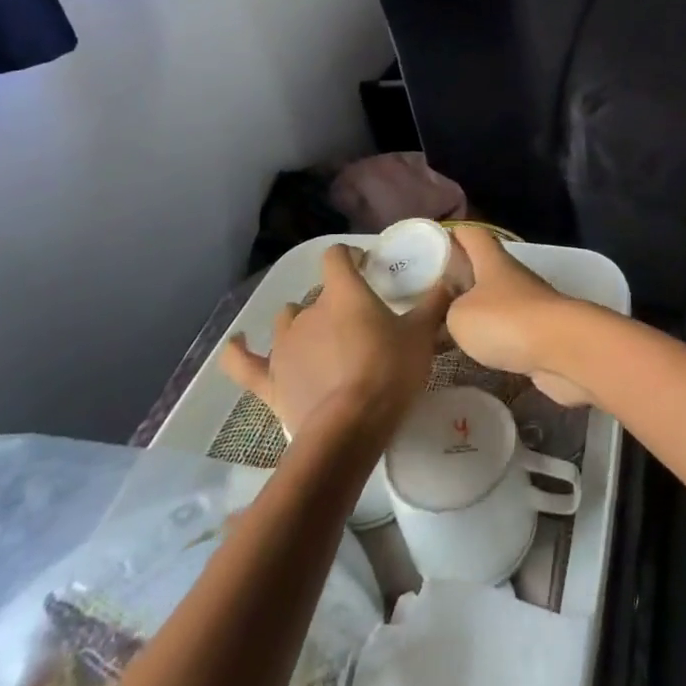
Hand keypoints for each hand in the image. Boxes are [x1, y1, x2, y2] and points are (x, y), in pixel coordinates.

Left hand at [219, 244, 450, 438]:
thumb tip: (450, 280)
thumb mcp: (421, 336)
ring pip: (287, 321)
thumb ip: (434, 303)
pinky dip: (238, 351)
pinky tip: (236, 344)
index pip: (337, 257)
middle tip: (358, 322)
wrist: (349, 428)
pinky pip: (243, 362)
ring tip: (322, 340)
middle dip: (334, 302)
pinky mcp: (268, 380)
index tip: (366, 266)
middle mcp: (308, 311)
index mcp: (343, 293)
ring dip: (301, 325)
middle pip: (318, 294)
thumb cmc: (389, 373)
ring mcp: (283, 346)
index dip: (351, 256)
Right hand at [447, 226, 593, 405]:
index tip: (430, 243)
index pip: (471, 234)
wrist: (563, 350)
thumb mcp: (459, 316)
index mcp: (492, 260)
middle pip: (483, 268)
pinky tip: (474, 353)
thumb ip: (449, 310)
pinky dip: (492, 338)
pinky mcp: (540, 332)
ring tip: (445, 329)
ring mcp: (530, 304)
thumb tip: (453, 312)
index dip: (452, 234)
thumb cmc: (506, 321)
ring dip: (476, 311)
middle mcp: (512, 276)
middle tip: (429, 295)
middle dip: (459, 278)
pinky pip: (508, 329)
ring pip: (495, 300)